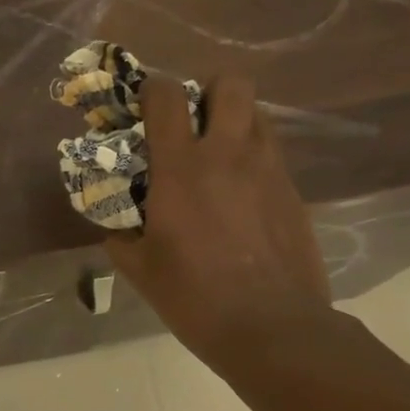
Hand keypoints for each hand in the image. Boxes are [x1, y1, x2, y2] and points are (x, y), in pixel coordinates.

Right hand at [105, 73, 334, 375]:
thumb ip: (121, 236)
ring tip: (218, 153)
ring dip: (235, 120)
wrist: (272, 327)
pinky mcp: (294, 191)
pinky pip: (272, 153)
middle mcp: (228, 154)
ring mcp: (268, 169)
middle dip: (207, 90)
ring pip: (258, 113)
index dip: (152, 90)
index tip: (142, 108)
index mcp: (182, 168)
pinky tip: (241, 194)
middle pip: (229, 83)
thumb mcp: (140, 270)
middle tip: (192, 121)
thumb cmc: (194, 297)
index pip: (167, 96)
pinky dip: (253, 157)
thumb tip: (115, 225)